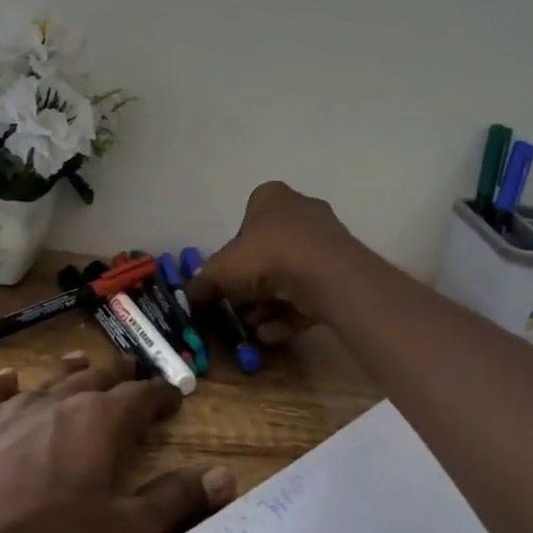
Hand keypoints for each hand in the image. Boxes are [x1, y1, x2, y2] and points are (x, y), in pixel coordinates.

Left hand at [0, 351, 234, 532]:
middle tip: (132, 368)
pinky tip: (7, 380)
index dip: (161, 394)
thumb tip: (225, 474)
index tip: (176, 392)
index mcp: (97, 423)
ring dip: (68, 372)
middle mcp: (53, 403)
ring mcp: (2, 411)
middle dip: (118, 374)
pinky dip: (4, 385)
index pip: (140, 397)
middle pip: (94, 378)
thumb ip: (174, 501)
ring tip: (81, 361)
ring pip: (45, 380)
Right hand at [188, 181, 361, 344]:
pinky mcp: (341, 270)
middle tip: (239, 309)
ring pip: (289, 275)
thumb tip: (191, 296)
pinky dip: (291, 312)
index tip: (226, 278)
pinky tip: (273, 334)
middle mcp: (301, 211)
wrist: (325, 275)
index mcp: (271, 198)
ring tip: (255, 327)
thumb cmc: (266, 257)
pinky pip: (310, 291)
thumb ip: (202, 283)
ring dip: (269, 304)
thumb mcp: (220, 272)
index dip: (234, 252)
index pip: (246, 221)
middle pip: (268, 251)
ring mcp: (325, 241)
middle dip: (252, 285)